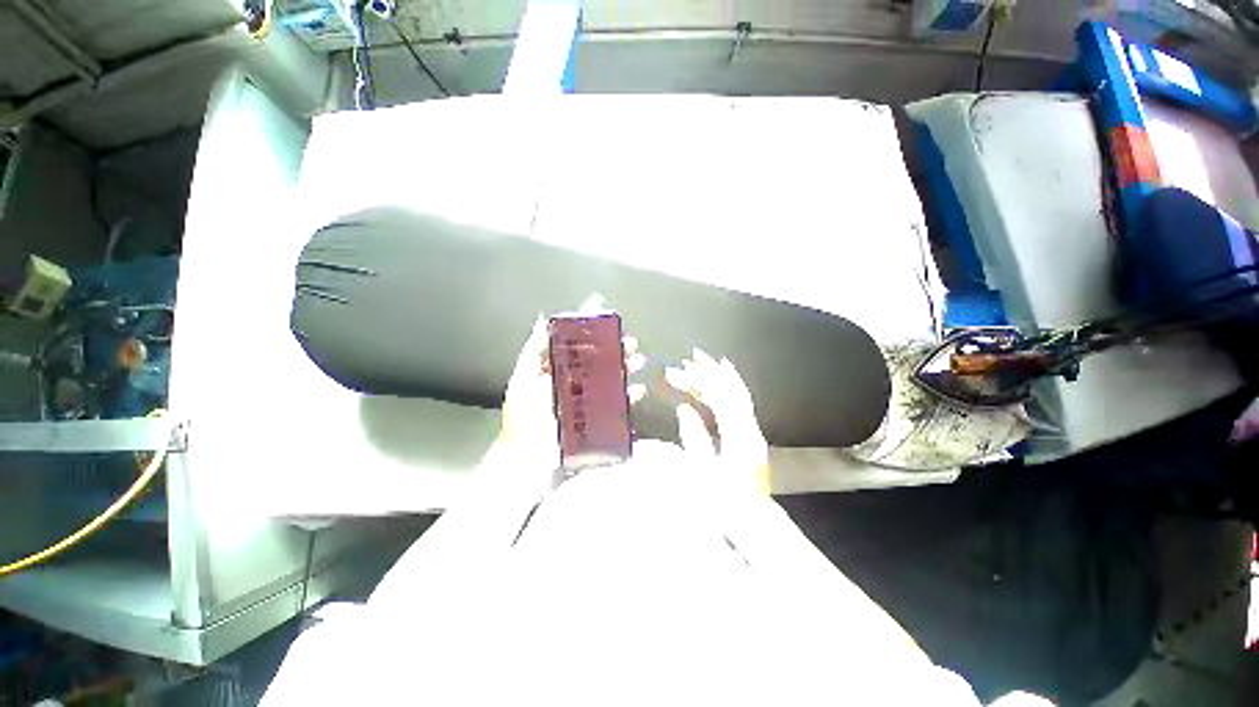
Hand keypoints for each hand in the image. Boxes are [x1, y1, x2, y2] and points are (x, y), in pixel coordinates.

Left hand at [499, 299, 645, 477]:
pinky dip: (629, 397)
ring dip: (626, 368)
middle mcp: (572, 382)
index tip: (603, 308)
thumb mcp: (522, 383)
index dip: (588, 325)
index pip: (573, 341)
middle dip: (615, 348)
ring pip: (610, 379)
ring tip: (639, 361)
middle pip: (597, 359)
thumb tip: (541, 320)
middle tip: (631, 341)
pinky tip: (638, 390)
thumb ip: (532, 353)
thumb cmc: (522, 422)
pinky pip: (617, 406)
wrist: (527, 467)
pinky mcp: (596, 421)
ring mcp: (585, 402)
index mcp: (554, 371)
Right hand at [665, 348, 770, 497]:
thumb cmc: (725, 504)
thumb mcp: (703, 474)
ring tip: (703, 362)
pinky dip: (728, 389)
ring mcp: (751, 431)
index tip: (680, 368)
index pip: (719, 397)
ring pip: (737, 395)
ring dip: (720, 376)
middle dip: (711, 370)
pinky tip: (720, 384)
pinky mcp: (748, 436)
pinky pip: (739, 405)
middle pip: (731, 390)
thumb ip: (694, 438)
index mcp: (737, 437)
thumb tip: (684, 409)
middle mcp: (748, 428)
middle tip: (691, 356)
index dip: (700, 379)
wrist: (753, 523)